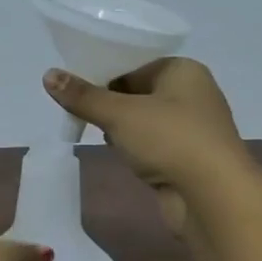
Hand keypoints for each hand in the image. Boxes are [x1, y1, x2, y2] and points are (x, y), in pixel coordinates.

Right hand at [42, 58, 248, 234]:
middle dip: (110, 102)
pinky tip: (119, 154)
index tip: (74, 86)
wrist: (213, 197)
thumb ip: (83, 96)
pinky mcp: (189, 158)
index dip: (104, 73)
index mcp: (183, 70)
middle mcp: (193, 94)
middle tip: (78, 109)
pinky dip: (136, 148)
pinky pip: (153, 144)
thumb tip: (48, 75)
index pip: (135, 63)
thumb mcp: (119, 114)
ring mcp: (193, 128)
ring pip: (145, 120)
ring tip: (94, 131)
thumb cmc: (170, 140)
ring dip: (121, 127)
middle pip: (138, 90)